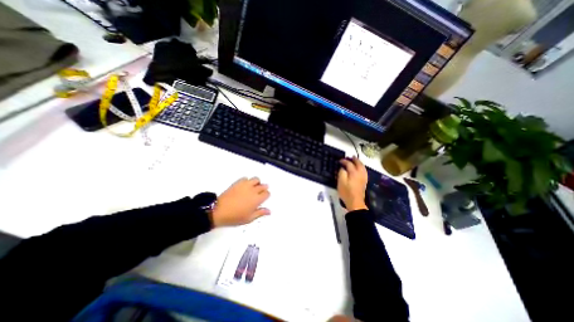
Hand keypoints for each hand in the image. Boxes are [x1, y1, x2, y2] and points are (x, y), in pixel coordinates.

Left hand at [211, 178, 271, 226]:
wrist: (219, 211)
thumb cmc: (235, 216)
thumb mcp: (249, 218)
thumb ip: (260, 213)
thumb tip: (269, 211)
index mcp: (257, 199)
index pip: (267, 193)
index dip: (266, 195)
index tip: (264, 198)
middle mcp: (253, 190)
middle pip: (263, 186)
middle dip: (264, 188)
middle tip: (260, 192)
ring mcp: (245, 185)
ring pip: (256, 179)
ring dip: (257, 182)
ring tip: (254, 187)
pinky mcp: (238, 183)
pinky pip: (245, 178)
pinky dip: (247, 180)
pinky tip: (245, 186)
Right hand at [338, 156, 366, 211]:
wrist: (355, 202)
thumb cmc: (346, 192)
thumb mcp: (340, 182)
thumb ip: (341, 173)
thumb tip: (343, 168)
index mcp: (354, 173)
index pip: (349, 164)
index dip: (344, 161)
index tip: (339, 161)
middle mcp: (360, 173)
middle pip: (358, 163)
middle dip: (354, 159)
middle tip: (350, 157)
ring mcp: (363, 177)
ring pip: (363, 167)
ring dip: (359, 162)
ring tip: (355, 160)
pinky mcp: (364, 181)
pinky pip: (364, 171)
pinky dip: (362, 167)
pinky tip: (360, 168)